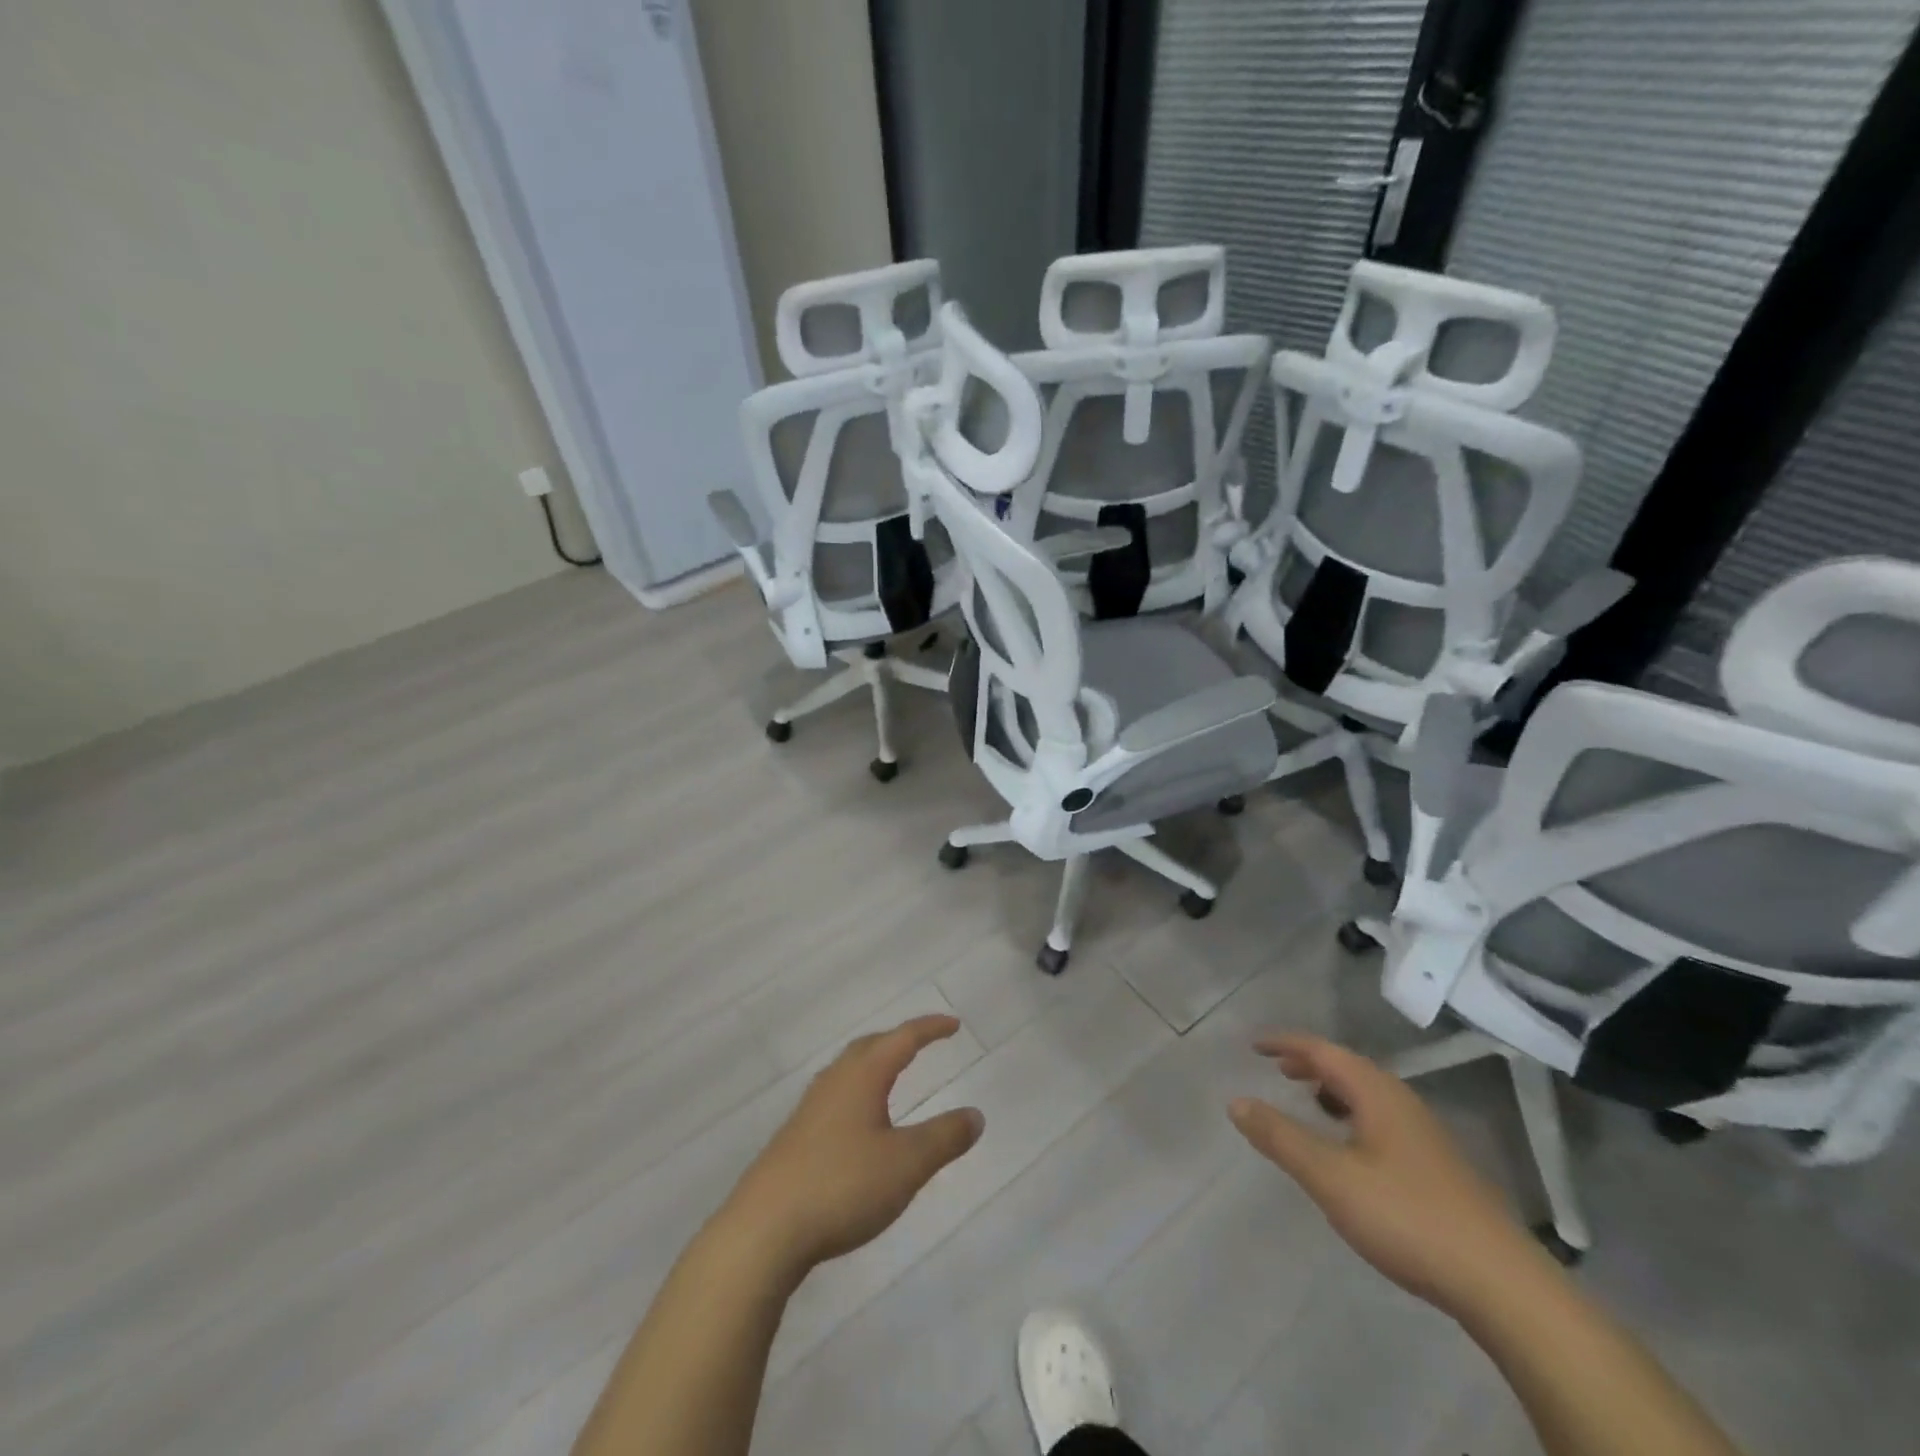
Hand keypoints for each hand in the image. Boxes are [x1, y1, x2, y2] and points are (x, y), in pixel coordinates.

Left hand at [722, 1014, 984, 1276]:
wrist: (763, 1230)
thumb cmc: (842, 1185)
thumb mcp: (907, 1163)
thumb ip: (944, 1137)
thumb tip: (975, 1114)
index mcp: (862, 1076)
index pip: (902, 1039)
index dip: (929, 1029)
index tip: (952, 1024)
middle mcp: (834, 1082)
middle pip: (869, 1047)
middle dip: (898, 1040)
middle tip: (921, 1042)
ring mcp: (809, 1110)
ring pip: (848, 1072)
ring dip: (874, 1065)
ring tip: (892, 1076)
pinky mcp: (794, 1139)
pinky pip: (835, 1097)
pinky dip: (857, 1094)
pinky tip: (859, 1124)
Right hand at [1228, 1033, 1548, 1315]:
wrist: (1503, 1285)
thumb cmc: (1407, 1217)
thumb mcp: (1330, 1177)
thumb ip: (1281, 1137)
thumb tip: (1236, 1101)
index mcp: (1376, 1093)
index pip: (1322, 1050)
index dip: (1285, 1043)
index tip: (1254, 1045)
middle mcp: (1402, 1102)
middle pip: (1348, 1067)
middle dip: (1310, 1063)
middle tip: (1277, 1069)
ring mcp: (1425, 1135)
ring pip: (1368, 1095)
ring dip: (1333, 1089)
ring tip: (1308, 1101)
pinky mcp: (1437, 1167)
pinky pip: (1381, 1119)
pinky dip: (1352, 1115)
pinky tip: (1349, 1149)